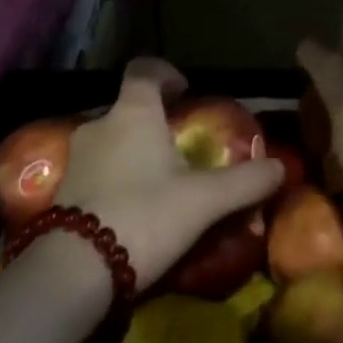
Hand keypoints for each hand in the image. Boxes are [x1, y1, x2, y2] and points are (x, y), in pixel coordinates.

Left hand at [56, 58, 284, 290]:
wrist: (73, 272)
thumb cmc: (143, 215)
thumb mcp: (204, 200)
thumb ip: (244, 181)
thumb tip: (280, 167)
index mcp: (134, 112)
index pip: (144, 69)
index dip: (165, 73)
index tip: (185, 90)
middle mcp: (100, 125)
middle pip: (128, 107)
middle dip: (152, 120)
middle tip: (178, 145)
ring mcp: (76, 159)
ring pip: (110, 141)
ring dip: (132, 152)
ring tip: (158, 182)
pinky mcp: (61, 194)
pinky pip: (95, 172)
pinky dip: (114, 180)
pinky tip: (132, 210)